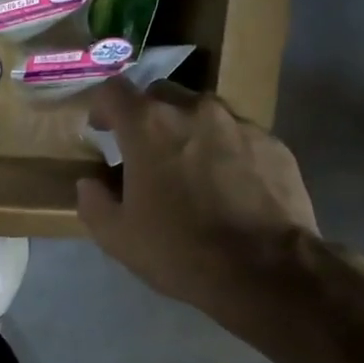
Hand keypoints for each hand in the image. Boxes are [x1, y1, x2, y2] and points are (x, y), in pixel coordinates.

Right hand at [77, 77, 317, 316]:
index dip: (102, 107)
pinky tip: (229, 185)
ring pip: (202, 112)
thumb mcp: (117, 237)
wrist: (268, 272)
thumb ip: (93, 202)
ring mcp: (239, 123)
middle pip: (160, 94)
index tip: (102, 131)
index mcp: (148, 126)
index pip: (113, 90)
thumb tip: (90, 183)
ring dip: (188, 130)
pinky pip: (238, 135)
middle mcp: (193, 110)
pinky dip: (225, 150)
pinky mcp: (273, 144)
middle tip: (145, 152)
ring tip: (190, 168)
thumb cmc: (180, 250)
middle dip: (146, 116)